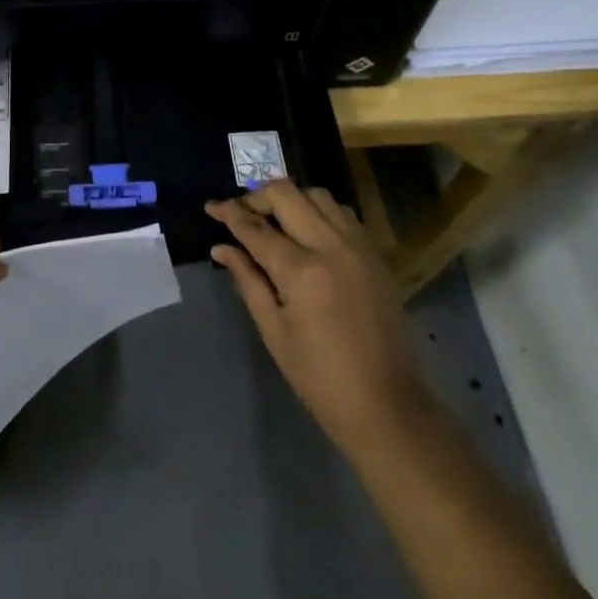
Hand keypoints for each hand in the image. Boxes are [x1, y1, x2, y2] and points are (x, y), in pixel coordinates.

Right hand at [207, 181, 425, 466]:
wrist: (387, 405)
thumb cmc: (319, 377)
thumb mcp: (274, 331)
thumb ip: (247, 280)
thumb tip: (221, 248)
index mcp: (301, 270)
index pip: (255, 227)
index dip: (228, 213)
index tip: (210, 206)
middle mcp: (331, 246)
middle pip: (287, 193)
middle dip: (257, 197)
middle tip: (241, 213)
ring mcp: (358, 246)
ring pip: (317, 195)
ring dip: (291, 199)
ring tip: (274, 221)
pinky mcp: (375, 254)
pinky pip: (342, 213)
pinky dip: (319, 212)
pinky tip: (308, 233)